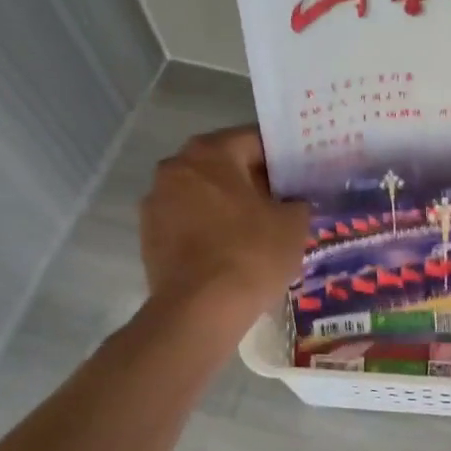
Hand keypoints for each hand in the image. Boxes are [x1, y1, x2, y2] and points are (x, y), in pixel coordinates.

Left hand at [140, 127, 308, 331]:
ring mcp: (156, 202)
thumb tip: (293, 202)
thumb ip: (297, 202)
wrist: (200, 310)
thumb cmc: (251, 254)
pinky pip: (188, 221)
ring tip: (259, 228)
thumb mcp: (293, 223)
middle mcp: (175, 167)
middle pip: (224, 165)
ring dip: (228, 204)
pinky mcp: (149, 236)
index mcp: (210, 152)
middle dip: (253, 180)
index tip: (301, 173)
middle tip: (284, 200)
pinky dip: (209, 228)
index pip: (254, 140)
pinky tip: (233, 250)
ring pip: (204, 193)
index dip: (283, 156)